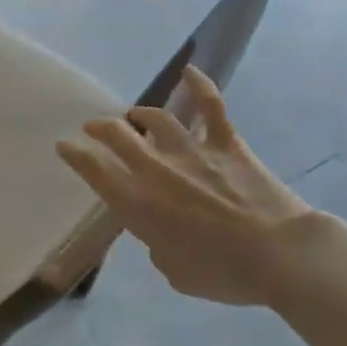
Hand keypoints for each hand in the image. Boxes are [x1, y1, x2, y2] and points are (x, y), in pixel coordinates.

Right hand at [57, 69, 313, 307]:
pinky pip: (211, 107)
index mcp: (137, 204)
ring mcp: (191, 151)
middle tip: (95, 128)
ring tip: (135, 115)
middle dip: (100, 128)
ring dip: (139, 114)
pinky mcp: (227, 144)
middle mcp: (155, 170)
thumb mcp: (174, 272)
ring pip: (155, 118)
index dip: (74, 155)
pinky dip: (199, 85)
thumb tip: (161, 234)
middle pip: (117, 135)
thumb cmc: (223, 274)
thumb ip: (157, 247)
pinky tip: (190, 71)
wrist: (281, 257)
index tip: (65, 146)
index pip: (93, 170)